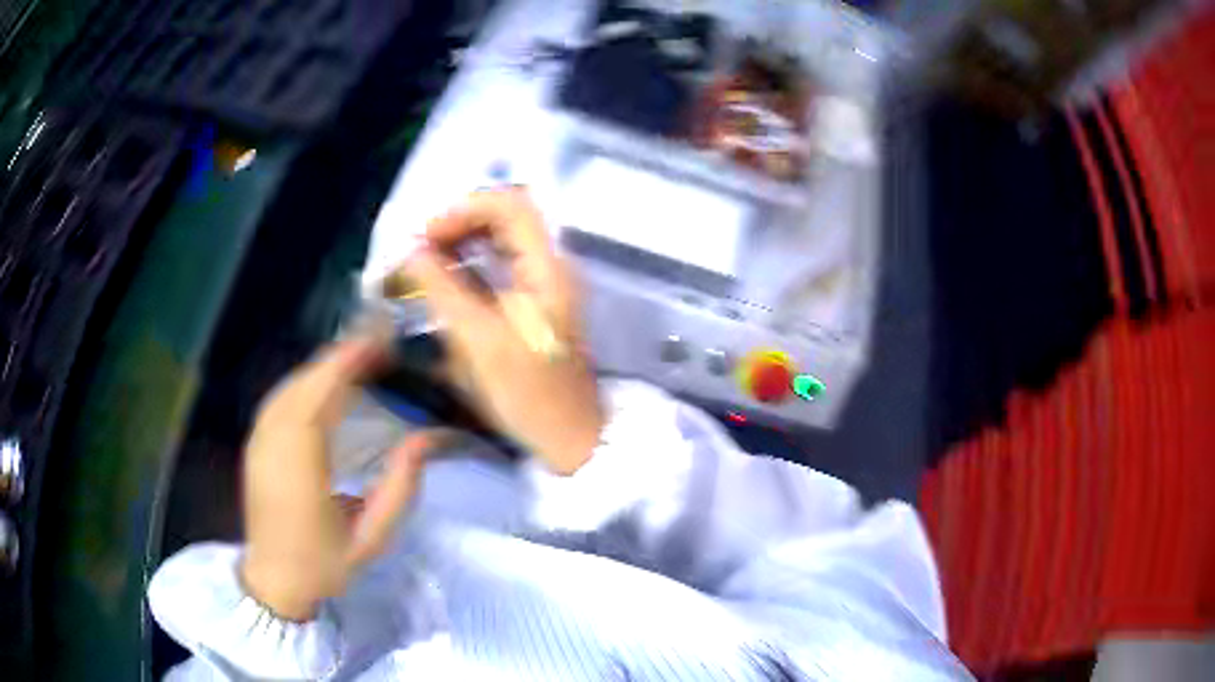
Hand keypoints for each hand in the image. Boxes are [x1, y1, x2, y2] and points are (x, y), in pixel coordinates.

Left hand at [240, 339, 432, 621]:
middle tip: (376, 346)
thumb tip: (425, 438)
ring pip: (288, 387)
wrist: (275, 581)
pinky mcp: (254, 444)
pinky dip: (303, 383)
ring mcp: (258, 441)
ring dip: (320, 368)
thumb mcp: (372, 537)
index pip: (320, 395)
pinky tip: (322, 385)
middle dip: (338, 358)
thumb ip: (400, 488)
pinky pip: (279, 399)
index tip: (377, 342)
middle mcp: (273, 443)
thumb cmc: (325, 563)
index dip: (347, 362)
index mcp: (300, 465)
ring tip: (356, 360)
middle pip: (303, 383)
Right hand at [404, 188, 604, 475]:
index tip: (426, 238)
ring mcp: (546, 284)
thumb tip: (413, 252)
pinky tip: (446, 283)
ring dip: (462, 244)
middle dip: (458, 226)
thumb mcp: (479, 341)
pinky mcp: (536, 303)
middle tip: (420, 252)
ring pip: (502, 240)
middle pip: (505, 217)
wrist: (570, 437)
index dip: (463, 210)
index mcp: (547, 267)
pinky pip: (501, 266)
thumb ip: (444, 289)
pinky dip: (471, 265)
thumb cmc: (528, 394)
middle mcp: (551, 265)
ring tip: (426, 266)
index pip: (510, 204)